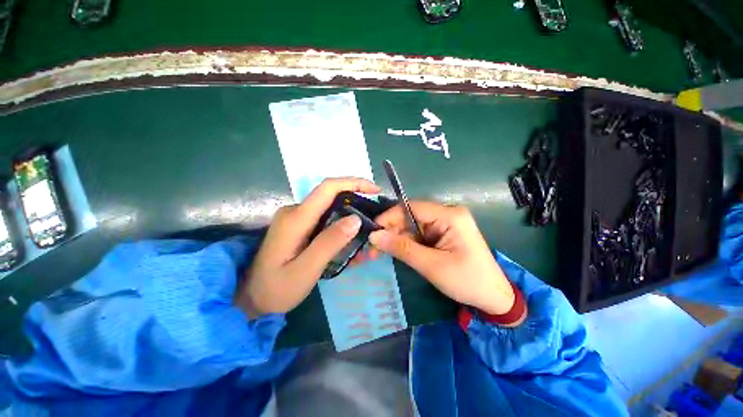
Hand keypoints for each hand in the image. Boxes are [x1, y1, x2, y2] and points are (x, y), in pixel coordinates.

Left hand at [236, 178, 379, 317]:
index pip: (328, 188)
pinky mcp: (300, 225)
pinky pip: (325, 218)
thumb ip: (329, 243)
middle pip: (332, 196)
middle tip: (375, 220)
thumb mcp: (305, 270)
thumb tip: (355, 219)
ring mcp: (297, 217)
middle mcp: (296, 211)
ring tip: (365, 236)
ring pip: (331, 208)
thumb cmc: (277, 288)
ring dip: (351, 217)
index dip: (353, 183)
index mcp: (296, 218)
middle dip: (357, 202)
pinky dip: (342, 226)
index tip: (375, 190)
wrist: (251, 297)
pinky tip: (349, 241)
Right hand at [369, 201, 516, 317]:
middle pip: (411, 216)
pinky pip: (419, 234)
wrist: (493, 298)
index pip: (412, 207)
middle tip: (373, 247)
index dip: (389, 217)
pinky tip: (395, 251)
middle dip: (391, 231)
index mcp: (450, 215)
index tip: (372, 230)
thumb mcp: (431, 265)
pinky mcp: (443, 234)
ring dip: (396, 238)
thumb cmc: (467, 281)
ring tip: (379, 252)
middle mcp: (447, 214)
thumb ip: (402, 248)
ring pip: (412, 226)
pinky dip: (406, 243)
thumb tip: (374, 236)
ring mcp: (445, 224)